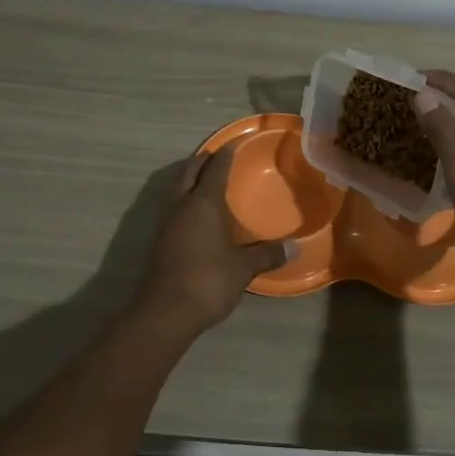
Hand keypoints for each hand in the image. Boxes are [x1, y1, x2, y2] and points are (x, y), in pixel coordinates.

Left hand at [131, 145, 289, 340]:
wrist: (165, 311)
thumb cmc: (208, 280)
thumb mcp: (243, 268)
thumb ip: (267, 254)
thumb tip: (295, 248)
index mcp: (204, 203)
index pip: (215, 168)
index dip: (226, 154)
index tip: (234, 144)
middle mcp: (182, 205)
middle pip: (190, 171)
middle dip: (203, 160)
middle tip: (217, 155)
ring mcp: (167, 222)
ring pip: (177, 188)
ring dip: (190, 179)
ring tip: (207, 181)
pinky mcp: (159, 240)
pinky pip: (174, 207)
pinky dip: (185, 200)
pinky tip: (197, 214)